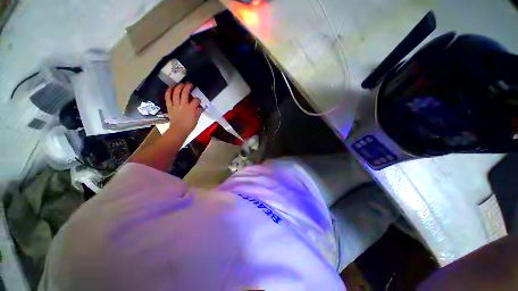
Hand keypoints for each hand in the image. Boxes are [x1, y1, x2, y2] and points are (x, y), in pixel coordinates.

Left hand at [164, 83, 201, 135]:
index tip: (198, 100)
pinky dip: (168, 91)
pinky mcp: (169, 106)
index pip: (196, 100)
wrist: (179, 130)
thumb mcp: (197, 119)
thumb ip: (198, 111)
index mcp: (191, 109)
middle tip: (190, 84)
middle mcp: (183, 105)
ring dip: (179, 87)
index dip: (198, 99)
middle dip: (188, 87)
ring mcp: (175, 105)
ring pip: (176, 93)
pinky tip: (171, 87)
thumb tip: (200, 106)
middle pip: (185, 93)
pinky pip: (168, 97)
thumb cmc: (189, 125)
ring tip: (181, 83)